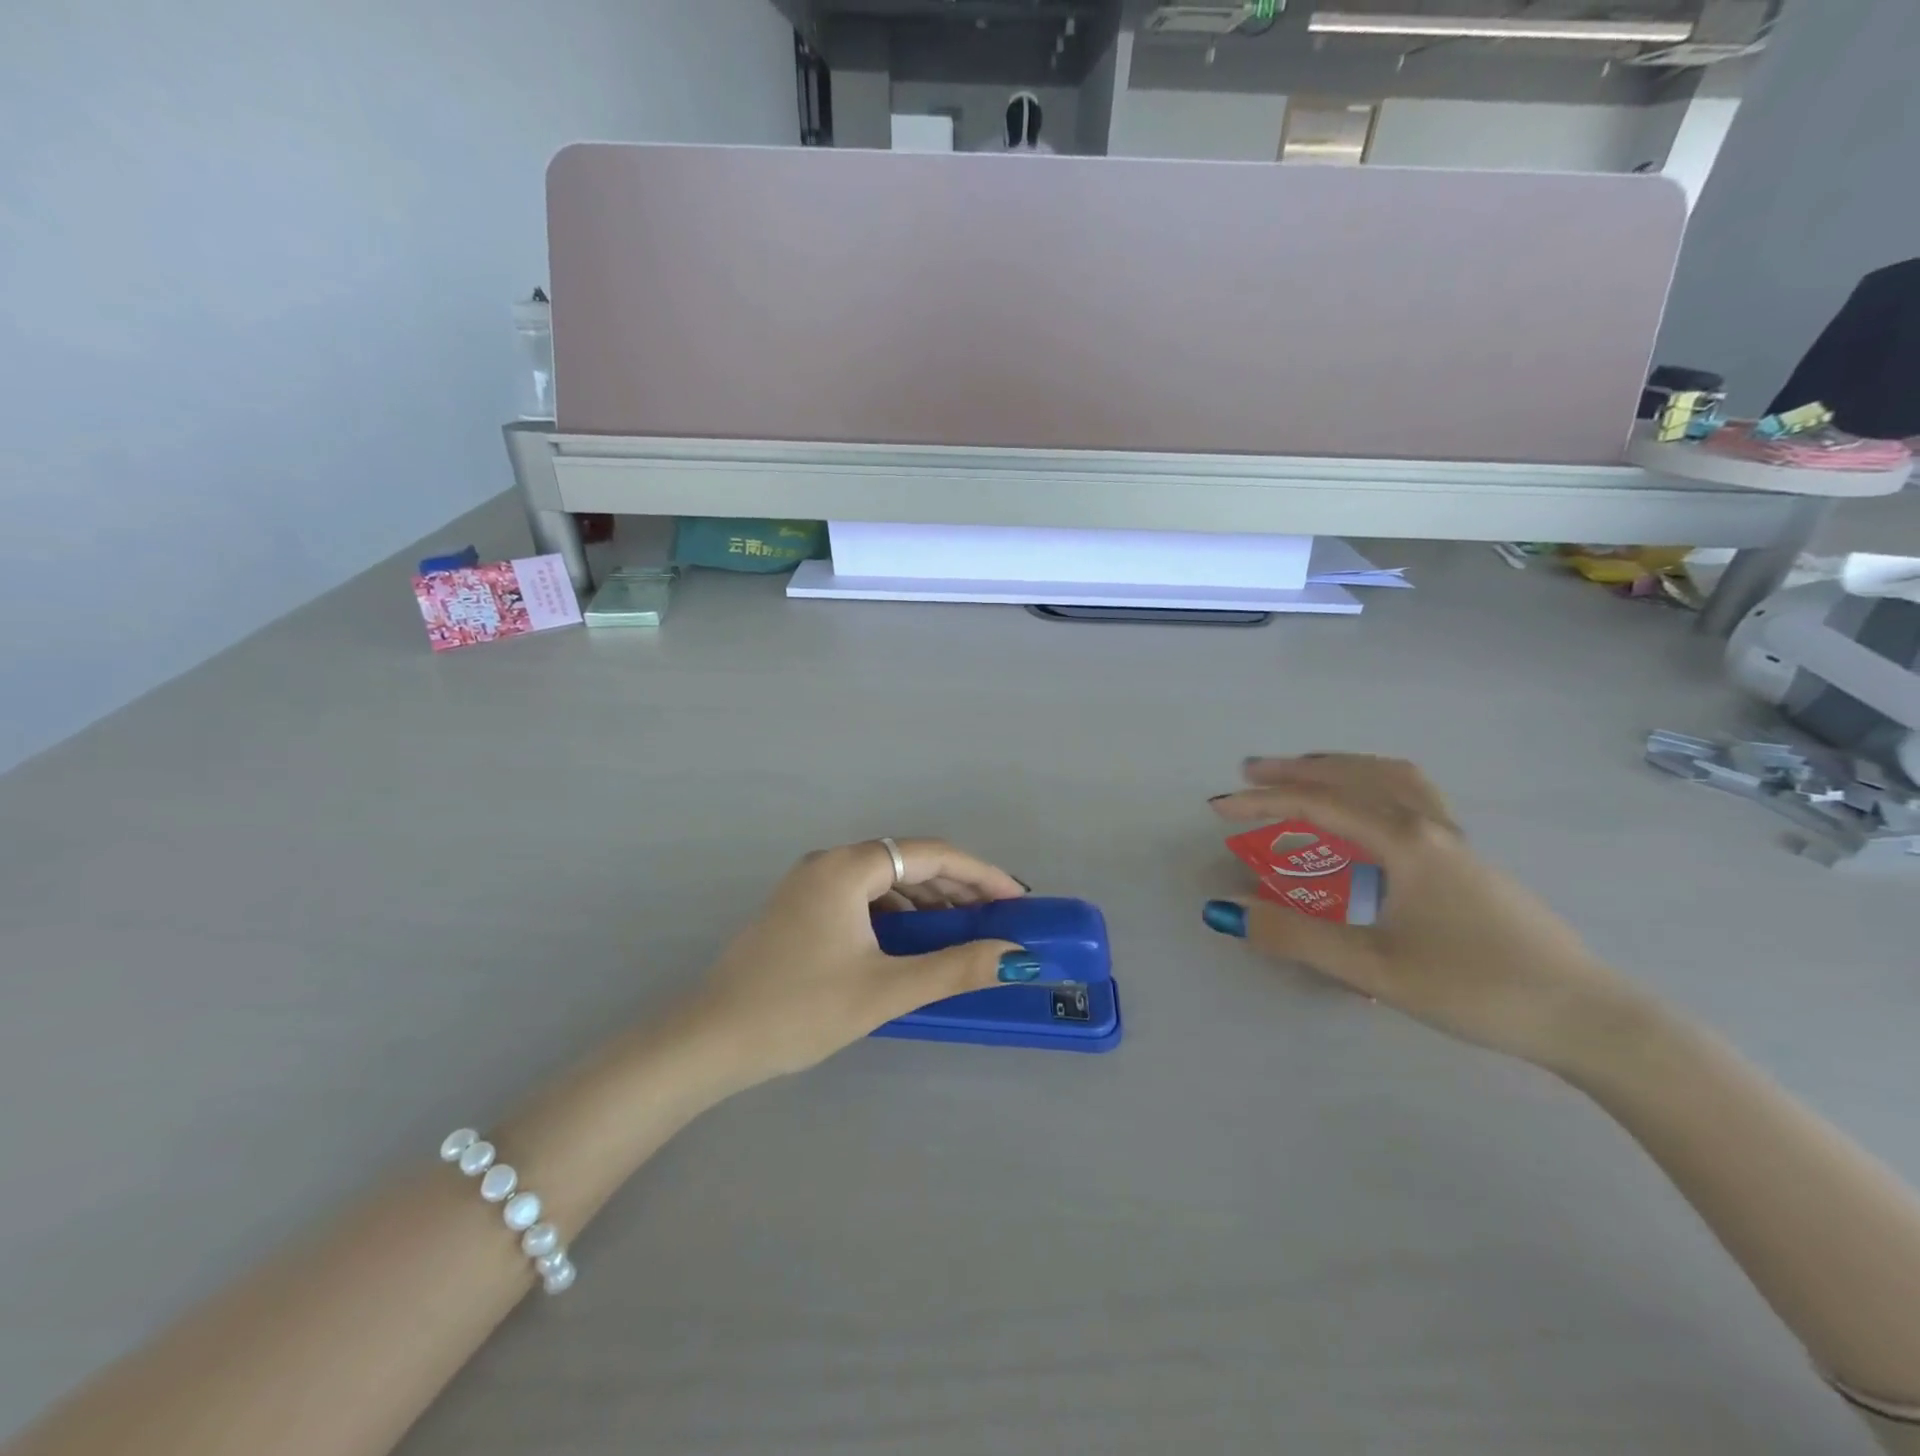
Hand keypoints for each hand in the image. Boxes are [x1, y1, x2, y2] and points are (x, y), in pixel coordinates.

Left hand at [688, 839, 1031, 1084]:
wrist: (709, 1042)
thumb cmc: (799, 1010)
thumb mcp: (885, 990)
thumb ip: (954, 968)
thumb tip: (1017, 957)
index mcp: (847, 868)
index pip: (931, 854)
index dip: (980, 874)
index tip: (1017, 898)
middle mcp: (828, 863)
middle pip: (908, 861)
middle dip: (957, 887)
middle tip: (998, 918)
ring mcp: (809, 885)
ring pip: (885, 880)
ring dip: (927, 900)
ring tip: (965, 930)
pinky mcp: (800, 909)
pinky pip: (862, 897)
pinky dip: (897, 913)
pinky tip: (913, 941)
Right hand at [1206, 755, 1632, 1070]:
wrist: (1587, 1017)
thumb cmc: (1477, 989)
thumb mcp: (1375, 969)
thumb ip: (1296, 937)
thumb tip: (1224, 910)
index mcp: (1405, 842)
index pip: (1318, 806)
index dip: (1262, 803)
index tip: (1218, 807)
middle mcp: (1429, 827)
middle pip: (1355, 776)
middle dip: (1297, 770)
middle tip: (1250, 771)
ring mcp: (1456, 840)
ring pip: (1391, 778)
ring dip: (1340, 768)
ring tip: (1304, 774)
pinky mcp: (1469, 859)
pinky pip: (1410, 796)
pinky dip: (1372, 784)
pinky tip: (1367, 813)